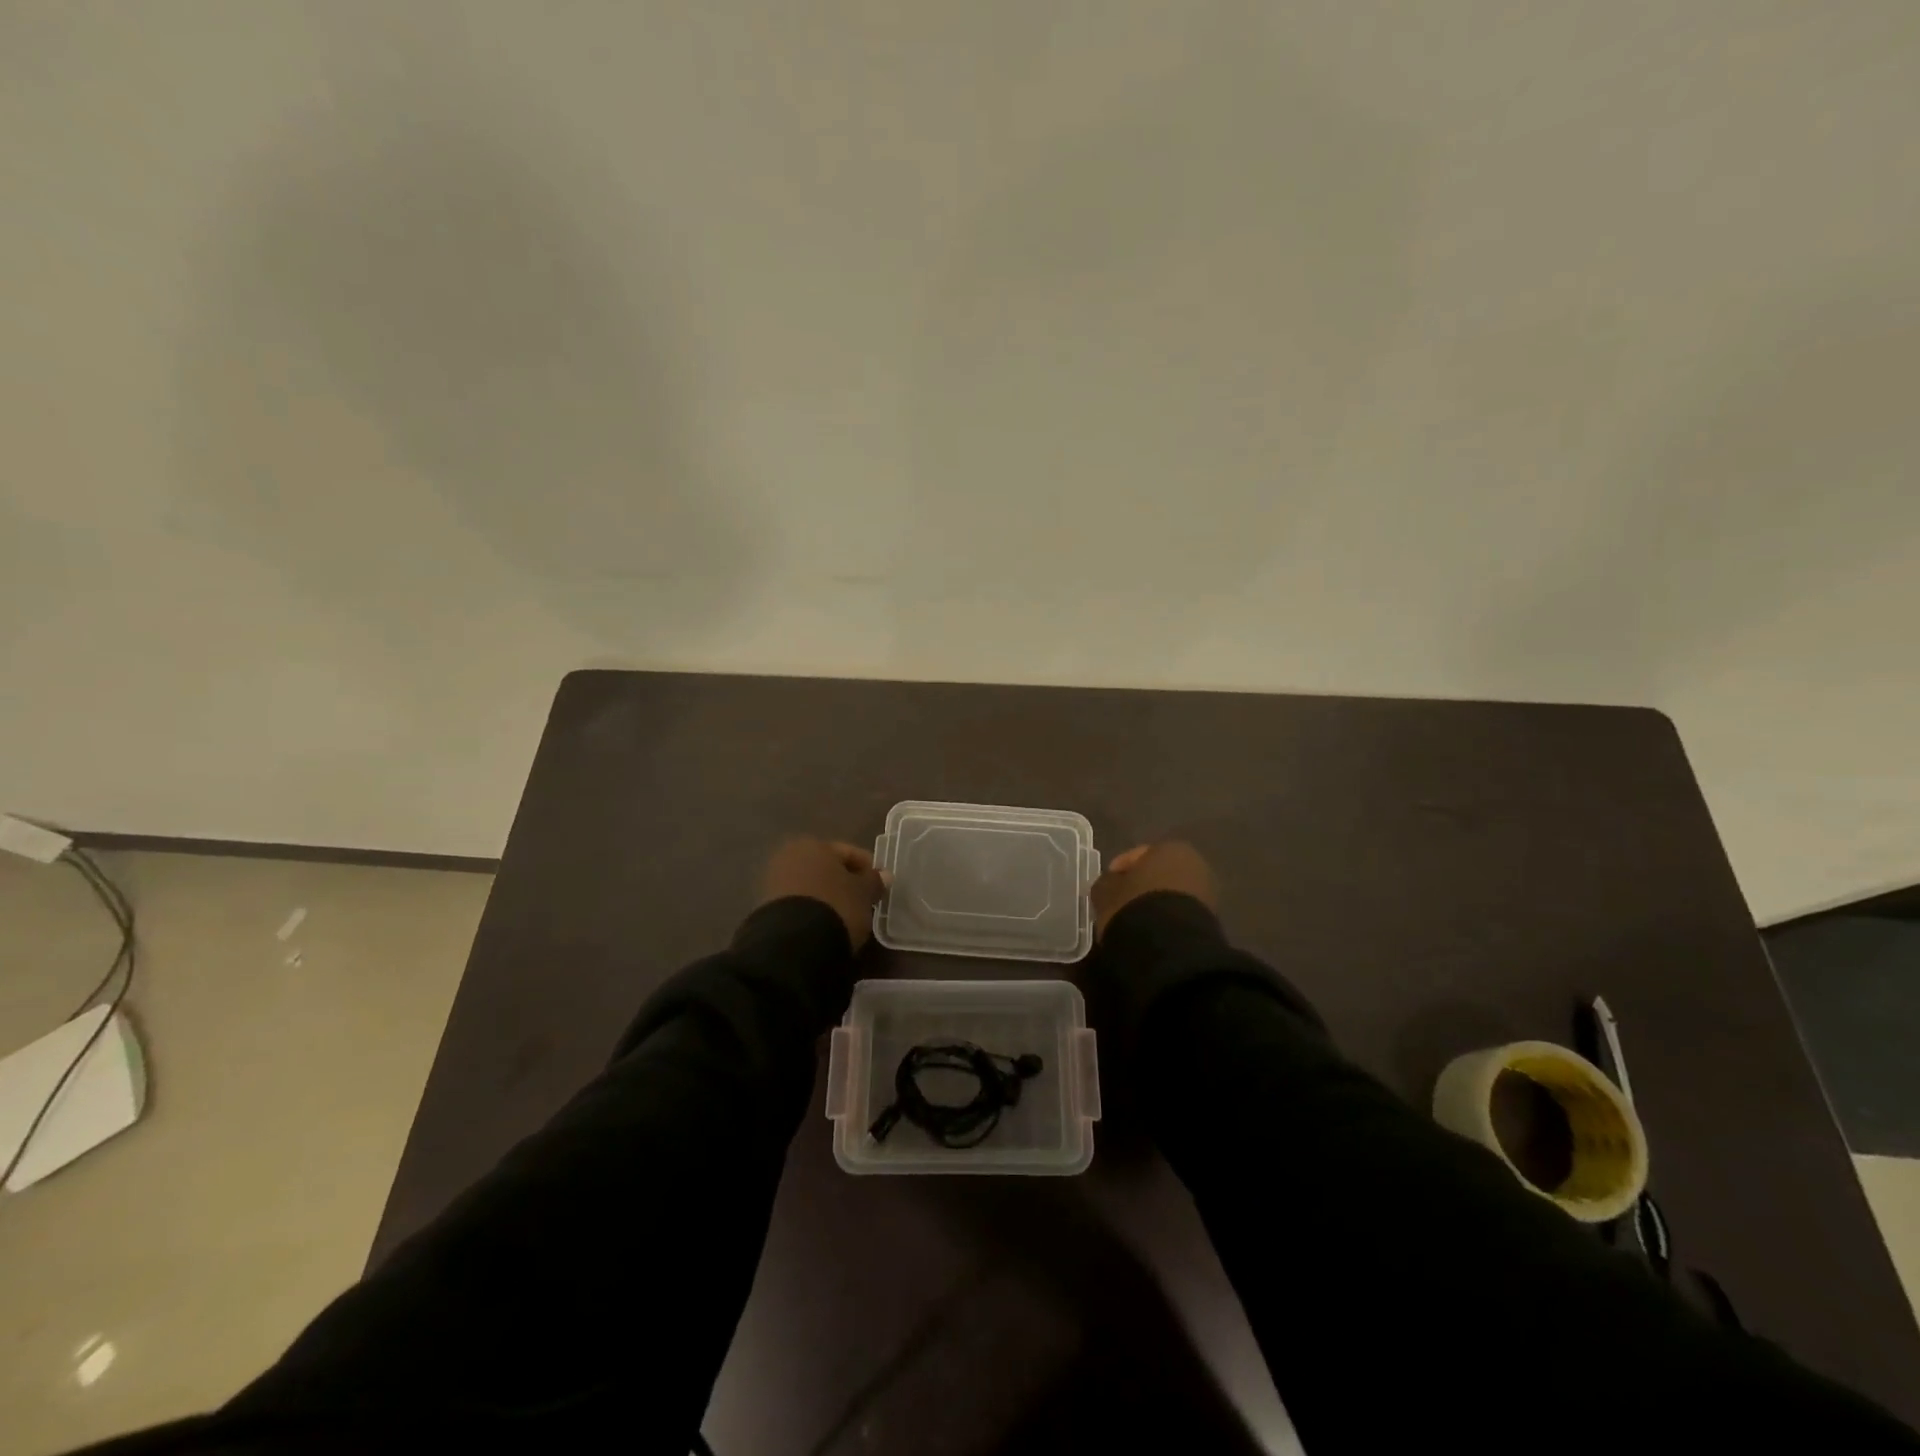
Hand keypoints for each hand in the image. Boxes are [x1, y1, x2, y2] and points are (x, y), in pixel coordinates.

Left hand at [758, 837, 886, 949]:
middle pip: (827, 868)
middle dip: (845, 882)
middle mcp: (790, 855)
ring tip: (844, 917)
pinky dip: (813, 909)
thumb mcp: (863, 894)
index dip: (868, 869)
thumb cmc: (836, 907)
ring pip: (812, 885)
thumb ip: (874, 881)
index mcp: (815, 844)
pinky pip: (799, 902)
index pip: (849, 853)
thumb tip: (883, 875)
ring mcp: (775, 881)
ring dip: (828, 896)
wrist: (793, 944)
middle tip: (863, 902)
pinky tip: (824, 924)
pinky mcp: (766, 907)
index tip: (880, 888)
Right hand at [1090, 841, 1217, 938]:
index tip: (1106, 886)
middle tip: (1122, 902)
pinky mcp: (1212, 920)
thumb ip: (1107, 883)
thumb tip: (1111, 884)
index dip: (1119, 870)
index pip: (1138, 855)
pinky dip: (1168, 919)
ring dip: (1155, 903)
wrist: (1170, 946)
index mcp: (1170, 848)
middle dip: (1142, 886)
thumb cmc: (1134, 905)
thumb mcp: (1106, 891)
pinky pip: (1181, 913)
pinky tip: (1153, 931)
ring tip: (1136, 921)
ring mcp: (1207, 892)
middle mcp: (1194, 863)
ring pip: (1172, 894)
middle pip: (1159, 873)